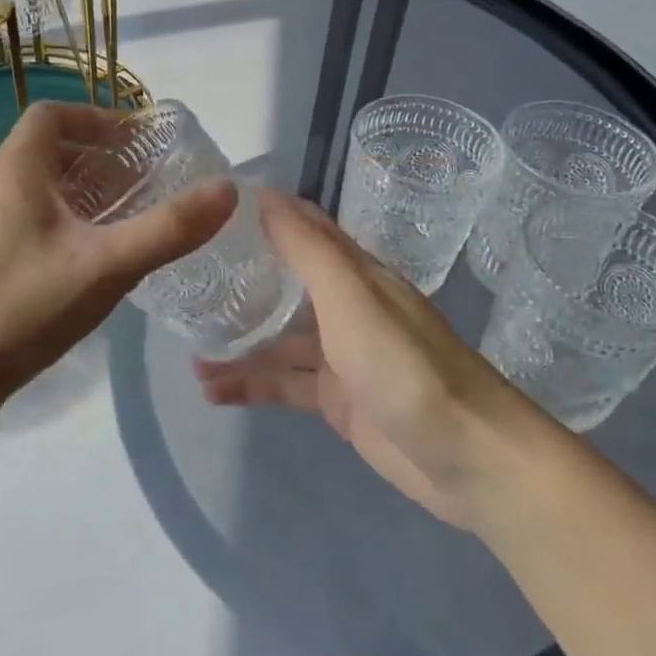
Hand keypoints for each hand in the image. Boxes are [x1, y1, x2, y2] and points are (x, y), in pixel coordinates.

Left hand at [0, 101, 235, 424]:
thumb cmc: (26, 307)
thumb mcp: (106, 266)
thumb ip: (167, 229)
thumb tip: (226, 191)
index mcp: (14, 170)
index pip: (53, 115)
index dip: (97, 118)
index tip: (136, 141)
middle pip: (45, 148)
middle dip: (94, 156)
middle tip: (137, 180)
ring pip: (33, 184)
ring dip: (76, 188)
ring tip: (118, 214)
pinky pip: (22, 213)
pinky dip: (57, 215)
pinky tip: (82, 254)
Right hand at [194, 189, 550, 532]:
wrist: (469, 459)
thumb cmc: (406, 367)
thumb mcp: (352, 300)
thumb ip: (309, 250)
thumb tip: (265, 196)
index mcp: (357, 274)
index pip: (305, 229)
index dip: (264, 214)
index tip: (211, 209)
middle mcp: (348, 308)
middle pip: (286, 284)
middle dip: (241, 281)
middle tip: (186, 281)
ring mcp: (342, 356)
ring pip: (280, 341)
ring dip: (239, 344)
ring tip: (190, 356)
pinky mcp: (339, 401)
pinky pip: (286, 385)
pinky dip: (252, 386)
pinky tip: (214, 393)